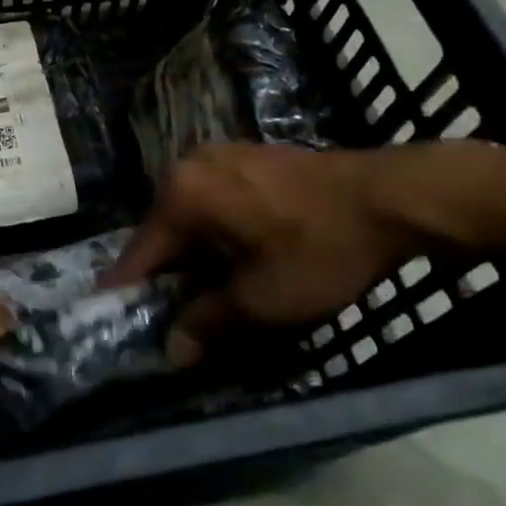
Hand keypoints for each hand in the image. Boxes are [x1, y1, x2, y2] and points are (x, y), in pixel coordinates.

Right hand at [110, 143, 421, 364]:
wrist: (388, 197)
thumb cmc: (319, 248)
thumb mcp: (264, 300)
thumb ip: (209, 322)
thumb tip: (173, 349)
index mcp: (181, 195)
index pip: (141, 252)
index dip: (130, 291)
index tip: (117, 320)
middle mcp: (189, 167)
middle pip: (164, 232)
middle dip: (167, 276)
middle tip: (173, 319)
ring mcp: (218, 157)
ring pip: (190, 216)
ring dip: (194, 256)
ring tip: (207, 295)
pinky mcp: (245, 157)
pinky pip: (213, 201)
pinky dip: (215, 233)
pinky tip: (236, 258)